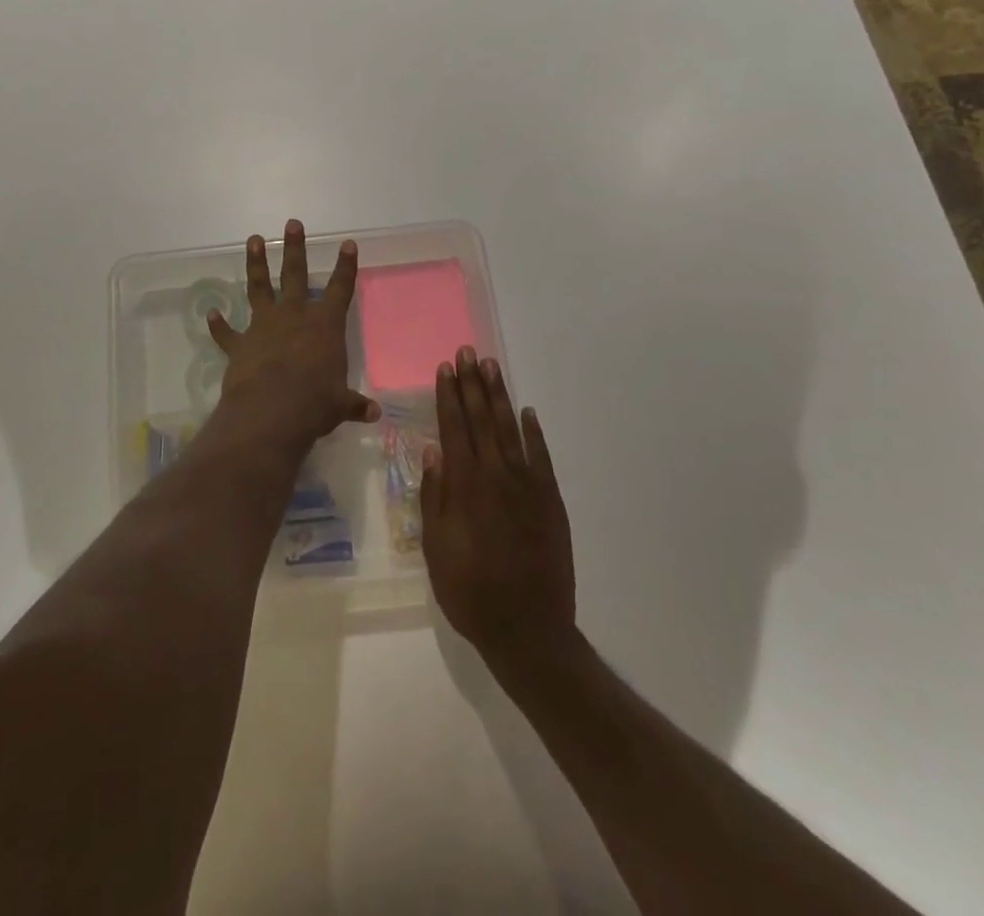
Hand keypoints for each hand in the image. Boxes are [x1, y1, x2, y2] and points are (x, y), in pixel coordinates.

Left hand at [207, 220, 379, 447]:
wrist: (269, 412)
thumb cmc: (314, 404)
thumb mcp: (340, 404)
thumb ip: (354, 404)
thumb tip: (374, 414)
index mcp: (324, 325)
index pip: (340, 289)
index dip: (345, 266)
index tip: (347, 244)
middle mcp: (294, 316)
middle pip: (295, 274)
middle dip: (295, 248)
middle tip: (292, 223)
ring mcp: (263, 326)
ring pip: (259, 287)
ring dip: (256, 264)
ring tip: (253, 240)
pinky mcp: (240, 344)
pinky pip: (227, 333)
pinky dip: (218, 325)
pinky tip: (210, 313)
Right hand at [422, 348, 576, 667]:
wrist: (528, 630)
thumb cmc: (470, 591)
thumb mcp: (436, 548)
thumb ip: (434, 497)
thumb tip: (433, 451)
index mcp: (465, 485)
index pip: (454, 428)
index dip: (448, 396)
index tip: (445, 368)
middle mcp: (497, 475)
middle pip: (482, 419)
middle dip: (473, 384)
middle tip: (468, 352)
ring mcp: (528, 486)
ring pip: (510, 430)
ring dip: (499, 397)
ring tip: (492, 367)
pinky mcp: (551, 501)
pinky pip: (541, 457)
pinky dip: (533, 432)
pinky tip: (527, 413)